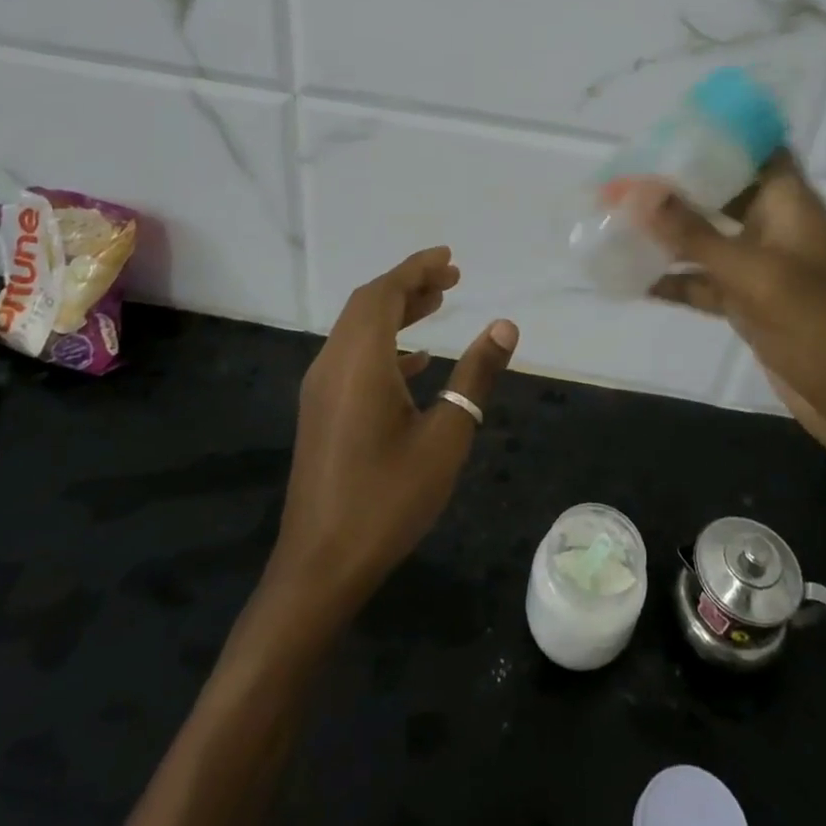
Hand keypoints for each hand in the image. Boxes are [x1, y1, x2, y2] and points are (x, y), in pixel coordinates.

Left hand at [270, 247, 518, 621]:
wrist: (321, 566)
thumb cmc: (388, 499)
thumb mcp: (446, 437)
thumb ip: (475, 376)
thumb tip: (505, 325)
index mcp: (359, 362)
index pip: (384, 293)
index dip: (416, 269)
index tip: (450, 258)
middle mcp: (333, 365)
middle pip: (367, 304)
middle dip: (408, 285)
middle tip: (452, 280)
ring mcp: (321, 389)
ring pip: (358, 330)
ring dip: (396, 312)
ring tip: (438, 306)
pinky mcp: (321, 412)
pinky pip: (353, 357)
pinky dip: (385, 345)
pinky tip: (416, 361)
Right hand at [623, 153, 825, 470]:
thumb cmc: (818, 321)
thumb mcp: (753, 273)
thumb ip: (694, 234)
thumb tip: (639, 193)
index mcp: (789, 203)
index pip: (757, 148)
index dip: (720, 135)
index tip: (670, 129)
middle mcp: (773, 226)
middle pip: (722, 191)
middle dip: (677, 184)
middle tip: (627, 175)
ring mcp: (760, 267)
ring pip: (706, 239)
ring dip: (667, 233)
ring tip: (615, 220)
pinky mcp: (748, 303)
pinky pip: (702, 282)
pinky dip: (673, 280)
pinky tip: (631, 279)